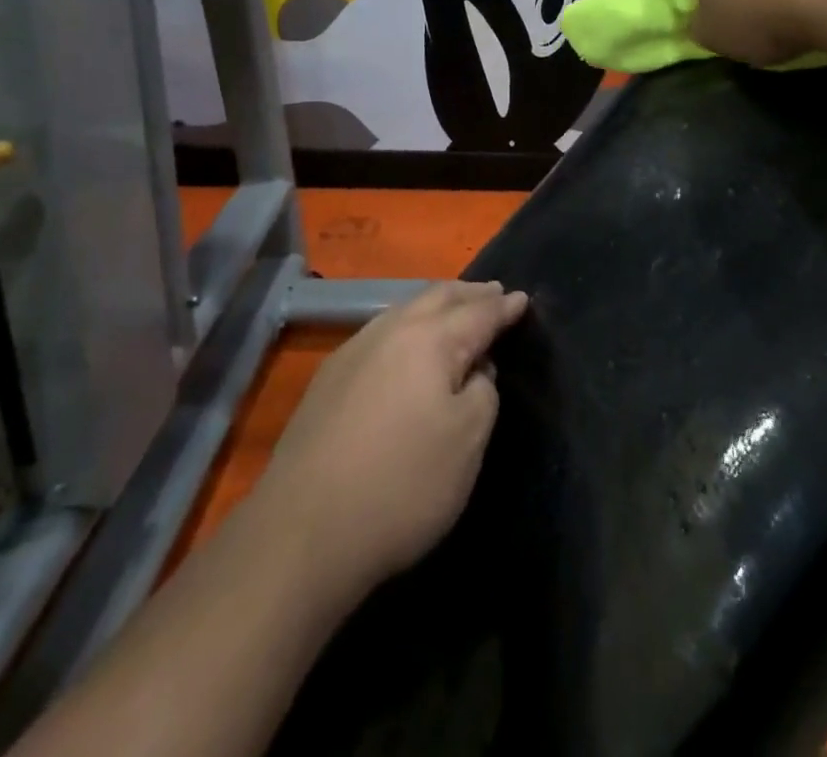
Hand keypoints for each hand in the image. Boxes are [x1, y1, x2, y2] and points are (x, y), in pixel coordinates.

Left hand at [254, 280, 528, 598]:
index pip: (478, 313)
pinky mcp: (328, 380)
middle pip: (438, 297)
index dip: (504, 307)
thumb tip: (473, 368)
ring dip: (436, 307)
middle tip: (494, 293)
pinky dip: (408, 328)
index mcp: (430, 339)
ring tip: (455, 312)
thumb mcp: (467, 441)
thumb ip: (483, 391)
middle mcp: (390, 331)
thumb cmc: (402, 484)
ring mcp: (353, 351)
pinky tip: (408, 347)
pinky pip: (382, 333)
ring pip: (405, 310)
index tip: (523, 298)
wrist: (302, 532)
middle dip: (470, 294)